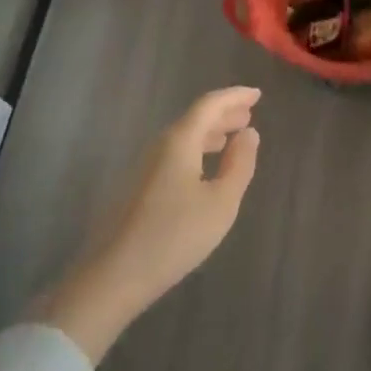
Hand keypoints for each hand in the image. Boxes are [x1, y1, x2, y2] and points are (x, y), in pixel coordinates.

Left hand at [41, 87, 261, 361]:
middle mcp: (160, 146)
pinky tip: (205, 168)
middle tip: (248, 115)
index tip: (257, 94)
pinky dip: (197, 150)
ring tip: (232, 138)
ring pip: (183, 137)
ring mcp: (145, 167)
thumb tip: (249, 133)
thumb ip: (239, 164)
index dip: (235, 96)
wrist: (113, 276)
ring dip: (210, 133)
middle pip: (195, 118)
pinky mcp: (139, 188)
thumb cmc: (174, 236)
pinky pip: (175, 154)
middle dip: (223, 114)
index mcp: (180, 141)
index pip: (209, 104)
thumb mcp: (221, 202)